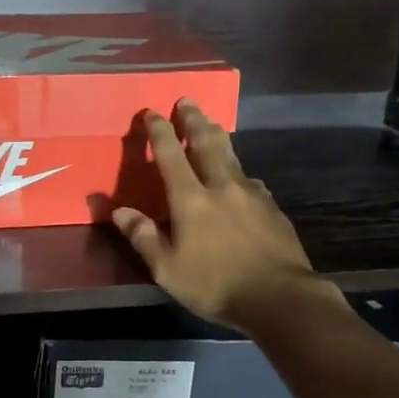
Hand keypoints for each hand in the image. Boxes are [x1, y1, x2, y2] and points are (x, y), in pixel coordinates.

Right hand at [111, 100, 321, 328]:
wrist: (280, 297)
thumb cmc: (215, 284)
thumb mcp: (167, 269)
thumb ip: (143, 237)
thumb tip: (118, 211)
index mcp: (191, 199)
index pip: (171, 155)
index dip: (159, 131)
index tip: (151, 111)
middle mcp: (222, 187)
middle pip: (207, 143)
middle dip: (194, 120)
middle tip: (188, 100)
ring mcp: (252, 195)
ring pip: (232, 156)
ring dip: (219, 137)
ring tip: (213, 125)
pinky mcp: (273, 209)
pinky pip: (251, 181)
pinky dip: (240, 172)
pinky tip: (242, 178)